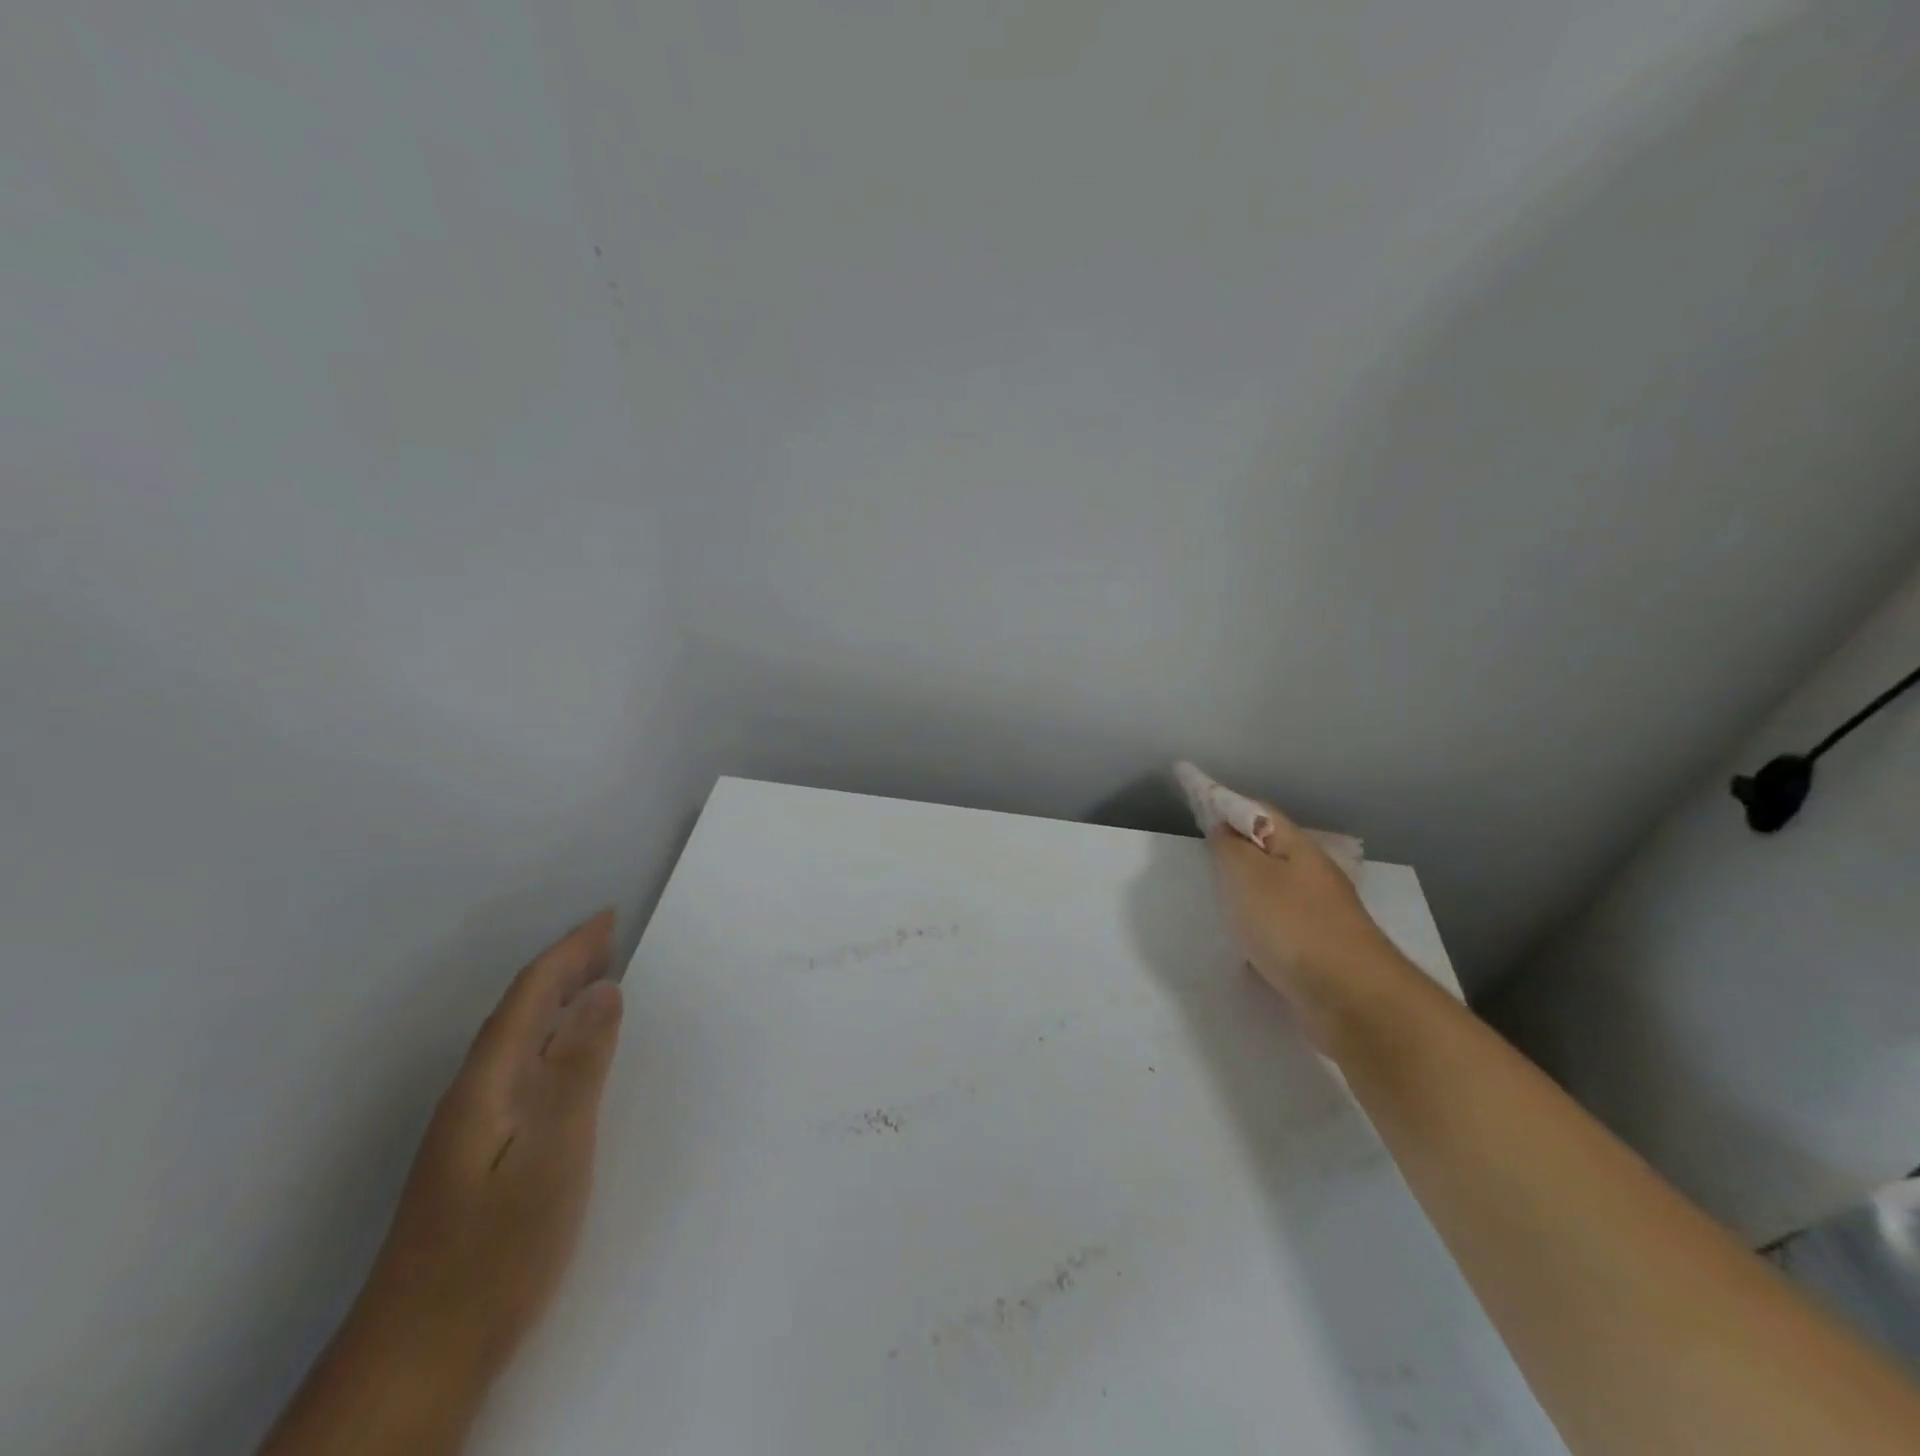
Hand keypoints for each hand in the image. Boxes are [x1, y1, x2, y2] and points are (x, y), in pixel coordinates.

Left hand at [259, 912, 626, 1455]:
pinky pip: (520, 1070)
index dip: (569, 951)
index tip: (608, 917)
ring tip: (597, 982)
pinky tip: (567, 1058)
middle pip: (519, 1013)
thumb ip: (579, 1070)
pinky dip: (550, 1039)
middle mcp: (473, 1096)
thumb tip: (603, 991)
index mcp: (488, 1084)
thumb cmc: (495, 1251)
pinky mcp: (476, 1159)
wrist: (416, 1361)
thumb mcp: (554, 1154)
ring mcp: (470, 1131)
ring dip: (556, 1000)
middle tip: (610, 938)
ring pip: (517, 1042)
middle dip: (563, 967)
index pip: (529, 996)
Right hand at [1207, 808, 1403, 1051]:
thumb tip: (1223, 828)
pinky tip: (1242, 943)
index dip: (1223, 802)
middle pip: (1267, 850)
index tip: (1193, 798)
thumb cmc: (1292, 925)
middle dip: (1235, 846)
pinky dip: (1257, 927)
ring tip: (1215, 897)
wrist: (1351, 999)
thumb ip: (1228, 847)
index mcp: (1298, 848)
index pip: (1256, 811)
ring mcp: (1320, 915)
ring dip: (1246, 889)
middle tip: (1200, 851)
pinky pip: (1278, 927)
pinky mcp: (1318, 951)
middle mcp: (1313, 875)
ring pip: (1273, 890)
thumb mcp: (1245, 875)